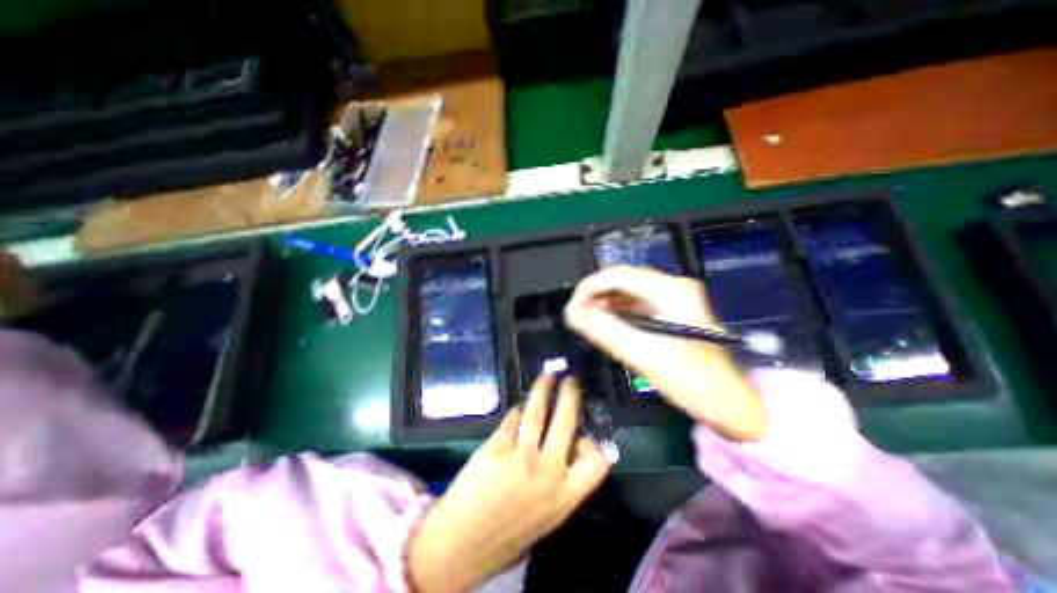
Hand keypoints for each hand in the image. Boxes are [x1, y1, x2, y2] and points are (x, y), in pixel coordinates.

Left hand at [411, 377, 610, 589]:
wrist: (460, 547)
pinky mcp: (496, 448)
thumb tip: (565, 442)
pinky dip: (515, 412)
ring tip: (546, 377)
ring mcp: (520, 458)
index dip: (593, 444)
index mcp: (564, 496)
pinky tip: (516, 410)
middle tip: (569, 380)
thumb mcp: (545, 514)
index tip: (584, 433)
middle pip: (565, 422)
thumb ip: (560, 480)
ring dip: (542, 390)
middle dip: (570, 396)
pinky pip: (511, 421)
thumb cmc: (507, 532)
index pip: (596, 463)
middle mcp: (547, 473)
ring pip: (536, 413)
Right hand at [565, 267, 763, 442]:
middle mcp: (672, 285)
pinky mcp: (671, 310)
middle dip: (595, 294)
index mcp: (670, 290)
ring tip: (586, 320)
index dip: (589, 288)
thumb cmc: (693, 381)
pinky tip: (606, 323)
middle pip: (622, 279)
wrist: (732, 403)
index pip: (617, 275)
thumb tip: (571, 313)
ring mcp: (674, 297)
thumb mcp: (645, 355)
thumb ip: (605, 331)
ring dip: (604, 302)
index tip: (571, 308)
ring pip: (627, 290)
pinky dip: (617, 310)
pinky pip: (636, 302)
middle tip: (576, 315)